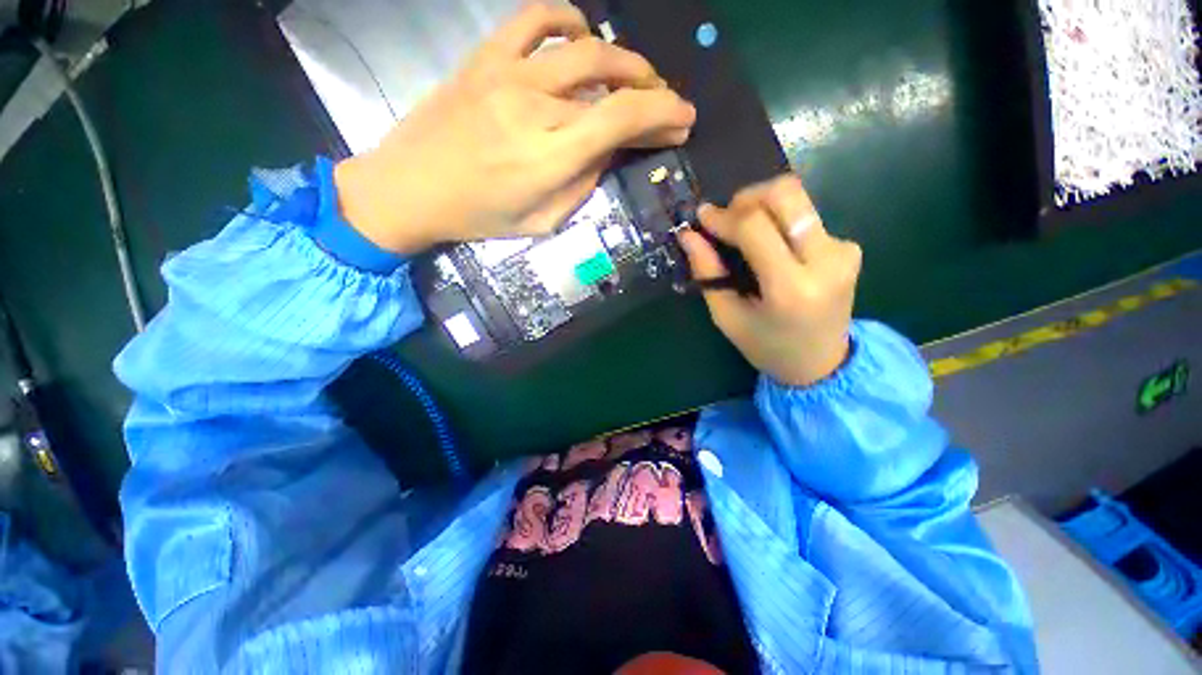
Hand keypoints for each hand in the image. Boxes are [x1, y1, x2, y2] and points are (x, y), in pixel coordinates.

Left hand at [334, 3, 696, 253]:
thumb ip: (581, 185)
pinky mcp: (486, 58)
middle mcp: (538, 106)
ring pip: (585, 47)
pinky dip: (569, 19)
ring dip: (623, 59)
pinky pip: (535, 19)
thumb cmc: (480, 216)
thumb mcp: (543, 221)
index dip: (663, 114)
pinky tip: (583, 35)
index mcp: (552, 156)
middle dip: (652, 90)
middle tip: (665, 105)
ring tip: (635, 76)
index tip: (684, 119)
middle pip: (613, 80)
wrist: (412, 188)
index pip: (623, 120)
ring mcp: (510, 74)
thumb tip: (605, 152)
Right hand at [677, 175, 861, 387]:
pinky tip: (768, 245)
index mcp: (791, 288)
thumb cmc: (767, 347)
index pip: (755, 227)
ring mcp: (843, 250)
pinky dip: (779, 221)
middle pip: (787, 194)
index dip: (724, 216)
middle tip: (726, 217)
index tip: (702, 217)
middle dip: (748, 196)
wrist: (822, 363)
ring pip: (798, 199)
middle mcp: (826, 261)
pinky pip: (806, 217)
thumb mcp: (727, 317)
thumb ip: (708, 274)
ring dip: (762, 206)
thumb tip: (688, 235)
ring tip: (742, 230)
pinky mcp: (849, 246)